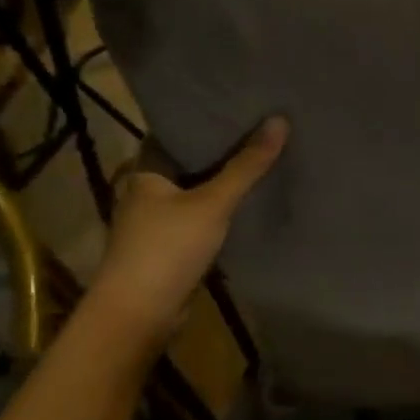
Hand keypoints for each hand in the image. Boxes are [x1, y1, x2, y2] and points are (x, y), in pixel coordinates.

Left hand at [86, 116, 288, 329]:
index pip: (175, 132)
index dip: (204, 118)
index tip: (239, 104)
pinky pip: (202, 218)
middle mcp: (147, 192)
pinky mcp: (172, 247)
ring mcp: (158, 222)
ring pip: (197, 192)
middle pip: (189, 162)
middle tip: (261, 127)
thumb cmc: (167, 249)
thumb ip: (246, 165)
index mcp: (146, 171)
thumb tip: (280, 120)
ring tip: (263, 157)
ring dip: (223, 181)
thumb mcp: (213, 203)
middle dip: (221, 149)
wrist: (139, 315)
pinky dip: (223, 209)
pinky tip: (251, 201)